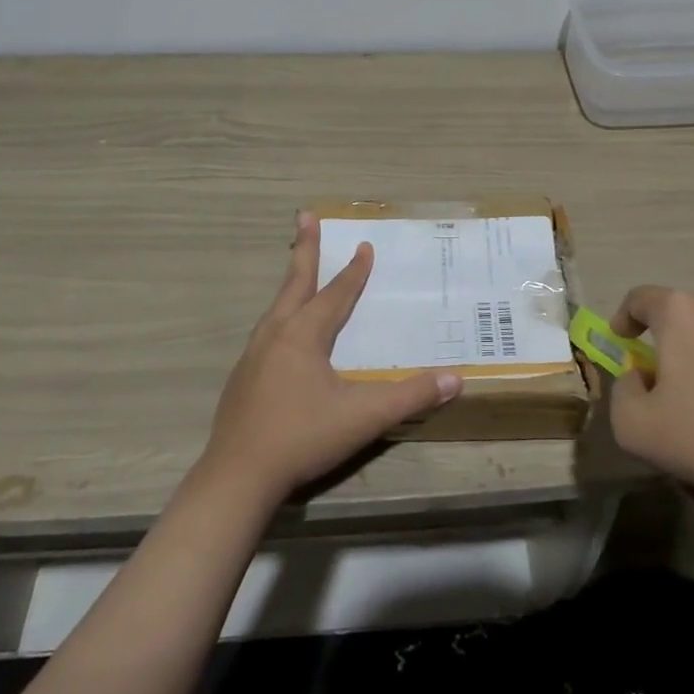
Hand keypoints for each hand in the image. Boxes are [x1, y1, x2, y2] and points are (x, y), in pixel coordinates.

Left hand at [201, 213, 461, 502]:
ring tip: (299, 269)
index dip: (354, 271)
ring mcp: (254, 355)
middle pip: (295, 282)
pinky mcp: (243, 377)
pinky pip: (268, 331)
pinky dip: (281, 313)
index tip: (364, 245)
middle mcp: (276, 334)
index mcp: (303, 334)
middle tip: (305, 216)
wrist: (237, 477)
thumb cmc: (302, 437)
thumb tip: (456, 378)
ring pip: (277, 306)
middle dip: (304, 248)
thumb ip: (410, 396)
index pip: (335, 294)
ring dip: (291, 281)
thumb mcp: (363, 416)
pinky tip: (285, 331)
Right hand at [607, 287, 693, 529]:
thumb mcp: (634, 426)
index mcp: (681, 312)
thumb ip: (621, 395)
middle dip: (661, 385)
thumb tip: (641, 382)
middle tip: (655, 423)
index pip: (639, 299)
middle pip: (675, 342)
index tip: (619, 345)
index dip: (622, 319)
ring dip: (692, 414)